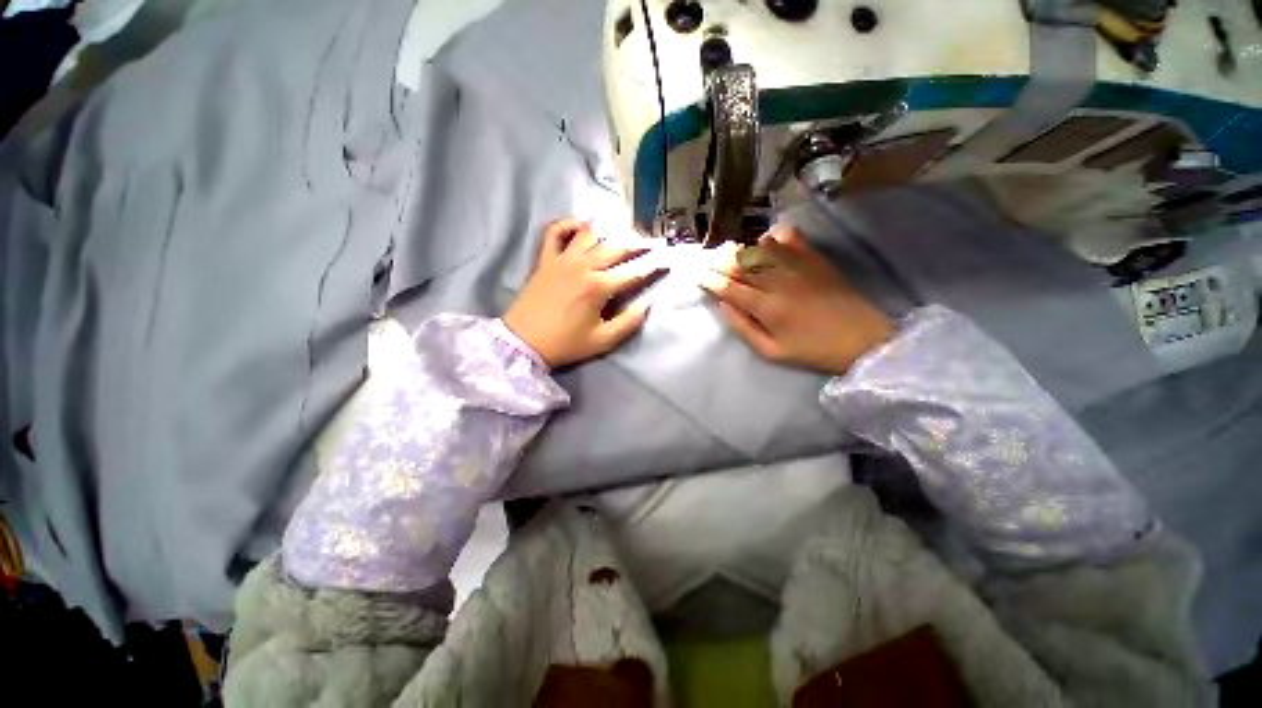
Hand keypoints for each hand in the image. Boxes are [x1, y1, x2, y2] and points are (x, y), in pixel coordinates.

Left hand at [504, 218, 665, 368]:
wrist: (524, 342)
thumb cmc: (565, 344)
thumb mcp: (603, 341)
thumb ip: (629, 322)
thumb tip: (648, 304)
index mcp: (599, 287)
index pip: (634, 272)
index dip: (654, 265)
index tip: (668, 260)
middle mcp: (583, 266)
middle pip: (617, 247)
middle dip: (639, 244)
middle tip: (652, 243)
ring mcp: (562, 259)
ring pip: (591, 234)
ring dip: (610, 232)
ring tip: (622, 236)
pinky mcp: (546, 259)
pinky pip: (556, 231)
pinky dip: (570, 224)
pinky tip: (582, 227)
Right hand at [696, 226, 893, 374]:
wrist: (862, 339)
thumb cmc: (812, 350)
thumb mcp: (771, 351)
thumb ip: (743, 327)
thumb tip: (723, 304)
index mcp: (766, 307)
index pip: (728, 287)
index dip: (708, 279)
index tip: (696, 275)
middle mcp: (778, 280)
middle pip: (739, 264)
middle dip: (716, 261)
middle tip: (704, 260)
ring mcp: (798, 265)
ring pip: (758, 248)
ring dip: (738, 249)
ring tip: (727, 253)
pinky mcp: (814, 258)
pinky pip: (788, 237)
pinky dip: (771, 237)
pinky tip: (765, 244)